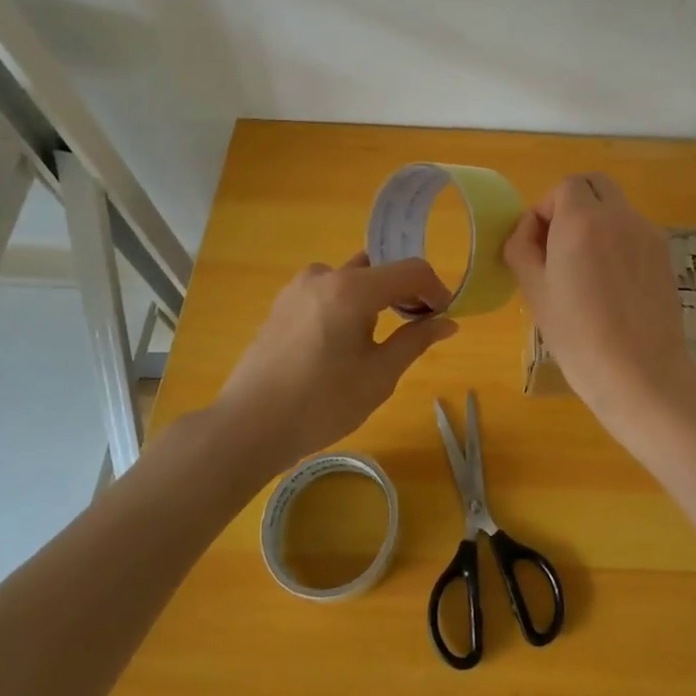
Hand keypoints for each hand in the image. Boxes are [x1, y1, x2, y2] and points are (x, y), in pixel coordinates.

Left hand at [212, 253, 457, 470]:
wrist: (247, 427)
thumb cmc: (321, 403)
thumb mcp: (379, 375)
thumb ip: (415, 341)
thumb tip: (447, 322)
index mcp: (352, 288)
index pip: (410, 270)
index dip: (435, 289)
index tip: (444, 316)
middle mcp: (325, 275)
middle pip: (380, 268)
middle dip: (405, 290)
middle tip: (418, 323)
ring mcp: (299, 287)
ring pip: (353, 278)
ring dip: (376, 296)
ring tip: (382, 334)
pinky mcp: (283, 303)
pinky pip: (329, 290)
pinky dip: (349, 303)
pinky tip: (346, 340)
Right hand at [503, 173, 695, 430]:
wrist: (641, 375)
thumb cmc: (578, 336)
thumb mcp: (535, 291)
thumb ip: (522, 248)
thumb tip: (528, 230)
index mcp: (582, 221)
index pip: (564, 186)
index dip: (546, 208)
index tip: (538, 243)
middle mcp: (619, 217)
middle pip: (595, 185)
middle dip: (573, 204)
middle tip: (559, 244)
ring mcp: (647, 234)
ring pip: (616, 208)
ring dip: (596, 221)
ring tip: (586, 270)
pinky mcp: (664, 255)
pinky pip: (634, 231)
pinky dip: (617, 241)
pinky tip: (611, 284)